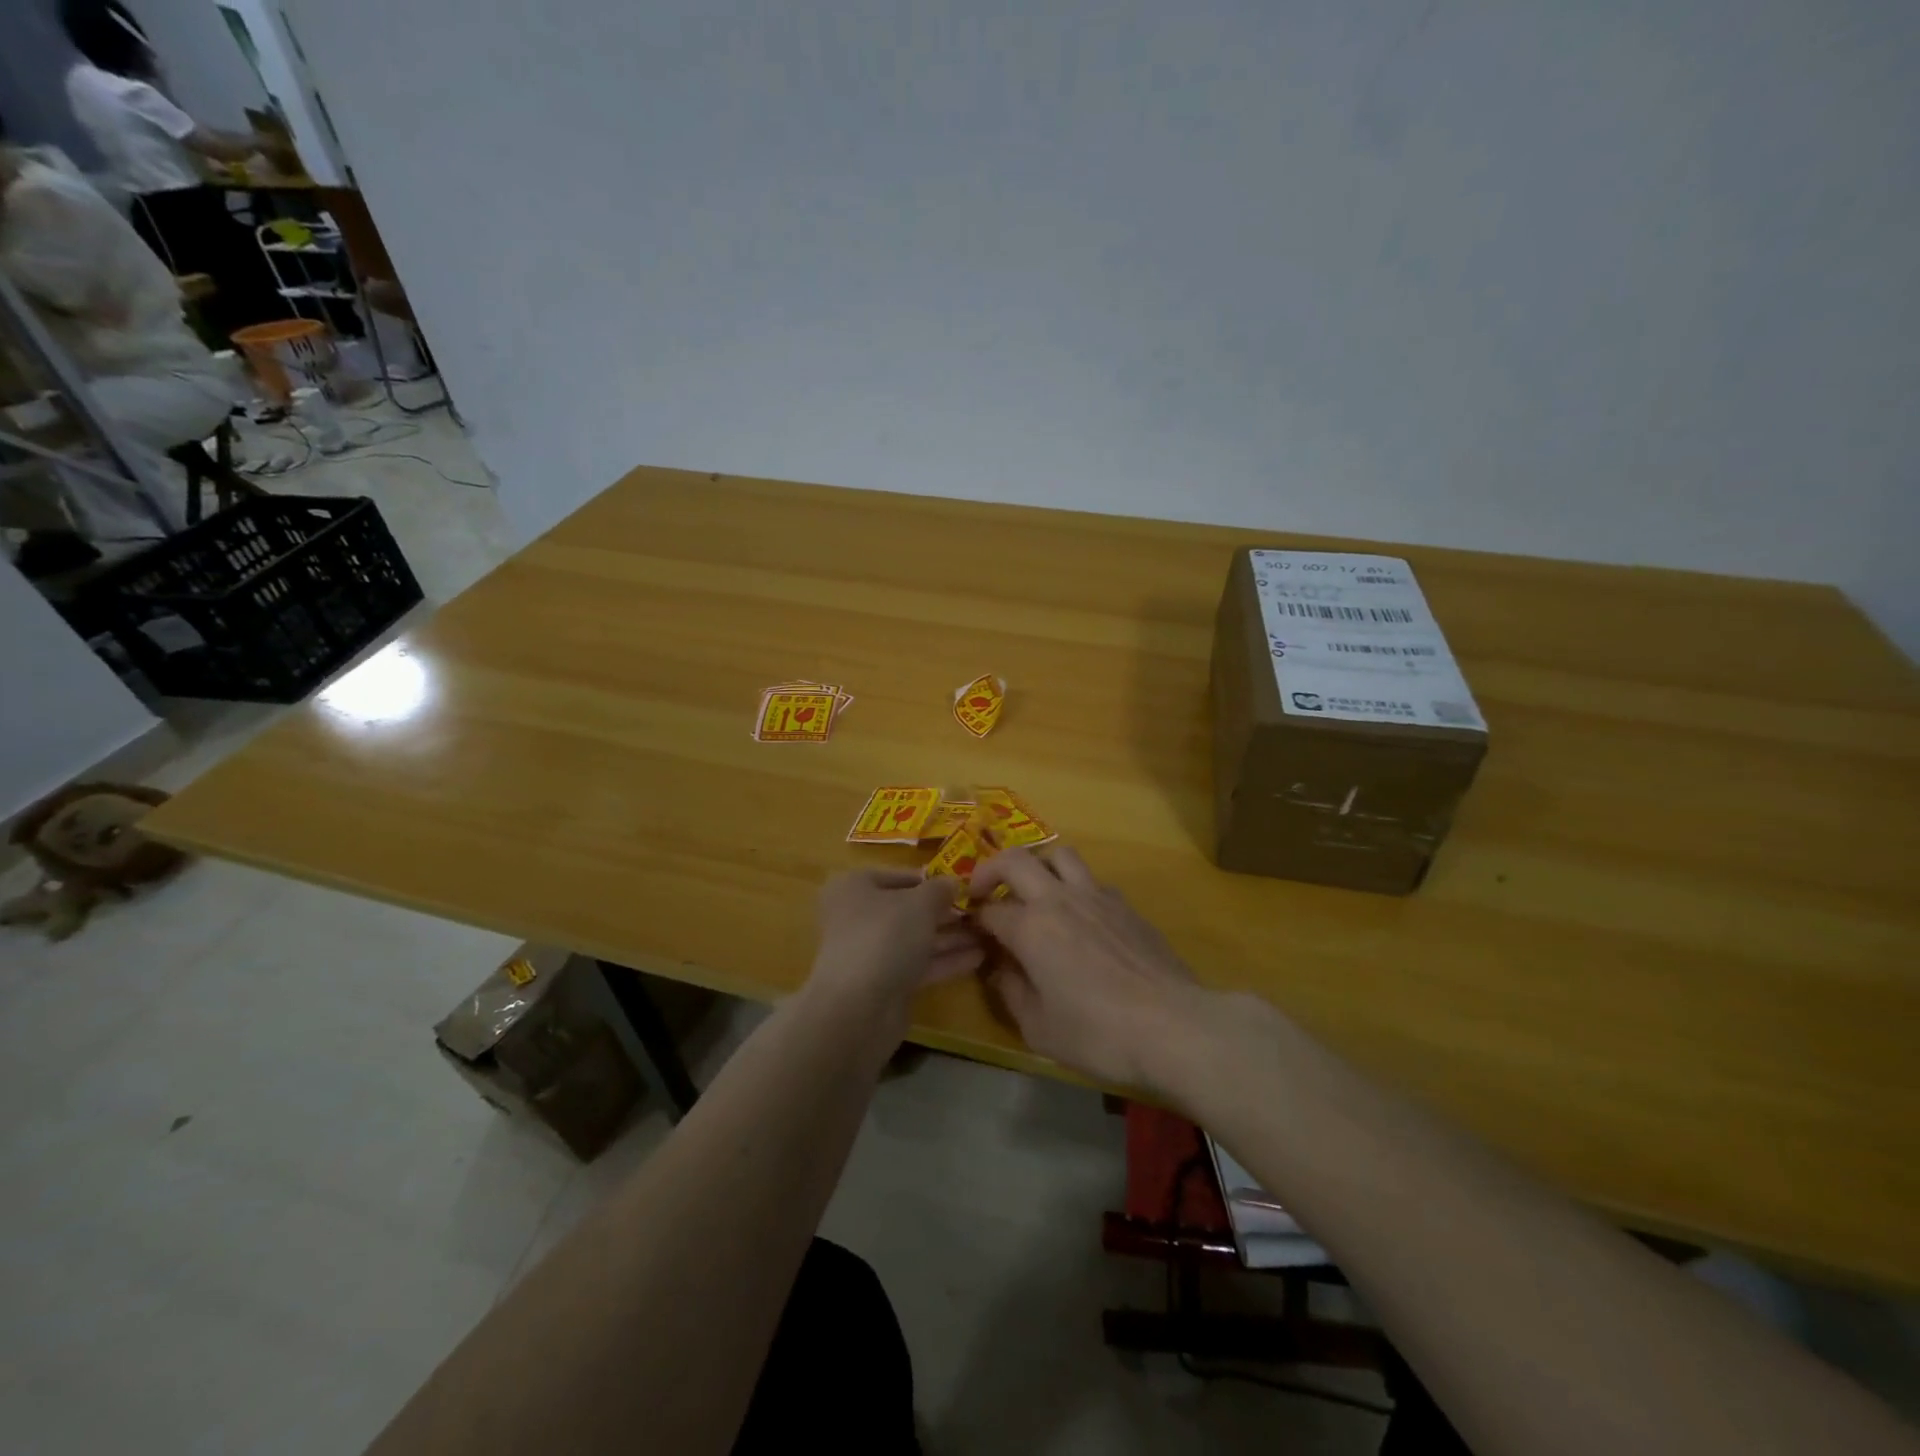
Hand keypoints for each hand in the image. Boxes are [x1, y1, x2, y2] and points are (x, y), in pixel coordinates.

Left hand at [806, 869, 984, 1026]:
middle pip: (909, 909)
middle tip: (982, 909)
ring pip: (917, 938)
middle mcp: (860, 916)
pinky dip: (945, 960)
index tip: (963, 883)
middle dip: (945, 911)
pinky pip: (920, 964)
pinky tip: (979, 957)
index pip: (899, 876)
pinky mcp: (886, 983)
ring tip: (989, 932)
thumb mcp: (920, 903)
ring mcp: (873, 952)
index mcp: (856, 887)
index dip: (931, 879)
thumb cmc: (885, 937)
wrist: (858, 1008)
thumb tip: (952, 882)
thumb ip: (940, 889)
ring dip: (951, 936)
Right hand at [970, 846, 1204, 1090]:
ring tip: (1035, 892)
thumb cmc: (1098, 1033)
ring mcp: (1097, 896)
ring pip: (1059, 855)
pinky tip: (1080, 918)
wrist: (1173, 1026)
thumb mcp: (1039, 1029)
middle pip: (1015, 859)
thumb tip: (1001, 968)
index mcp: (1031, 927)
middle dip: (991, 870)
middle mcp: (1059, 899)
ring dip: (1038, 866)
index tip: (972, 934)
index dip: (974, 919)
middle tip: (985, 892)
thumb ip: (1012, 992)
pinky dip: (1075, 888)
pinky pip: (1091, 880)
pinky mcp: (1126, 905)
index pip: (989, 910)